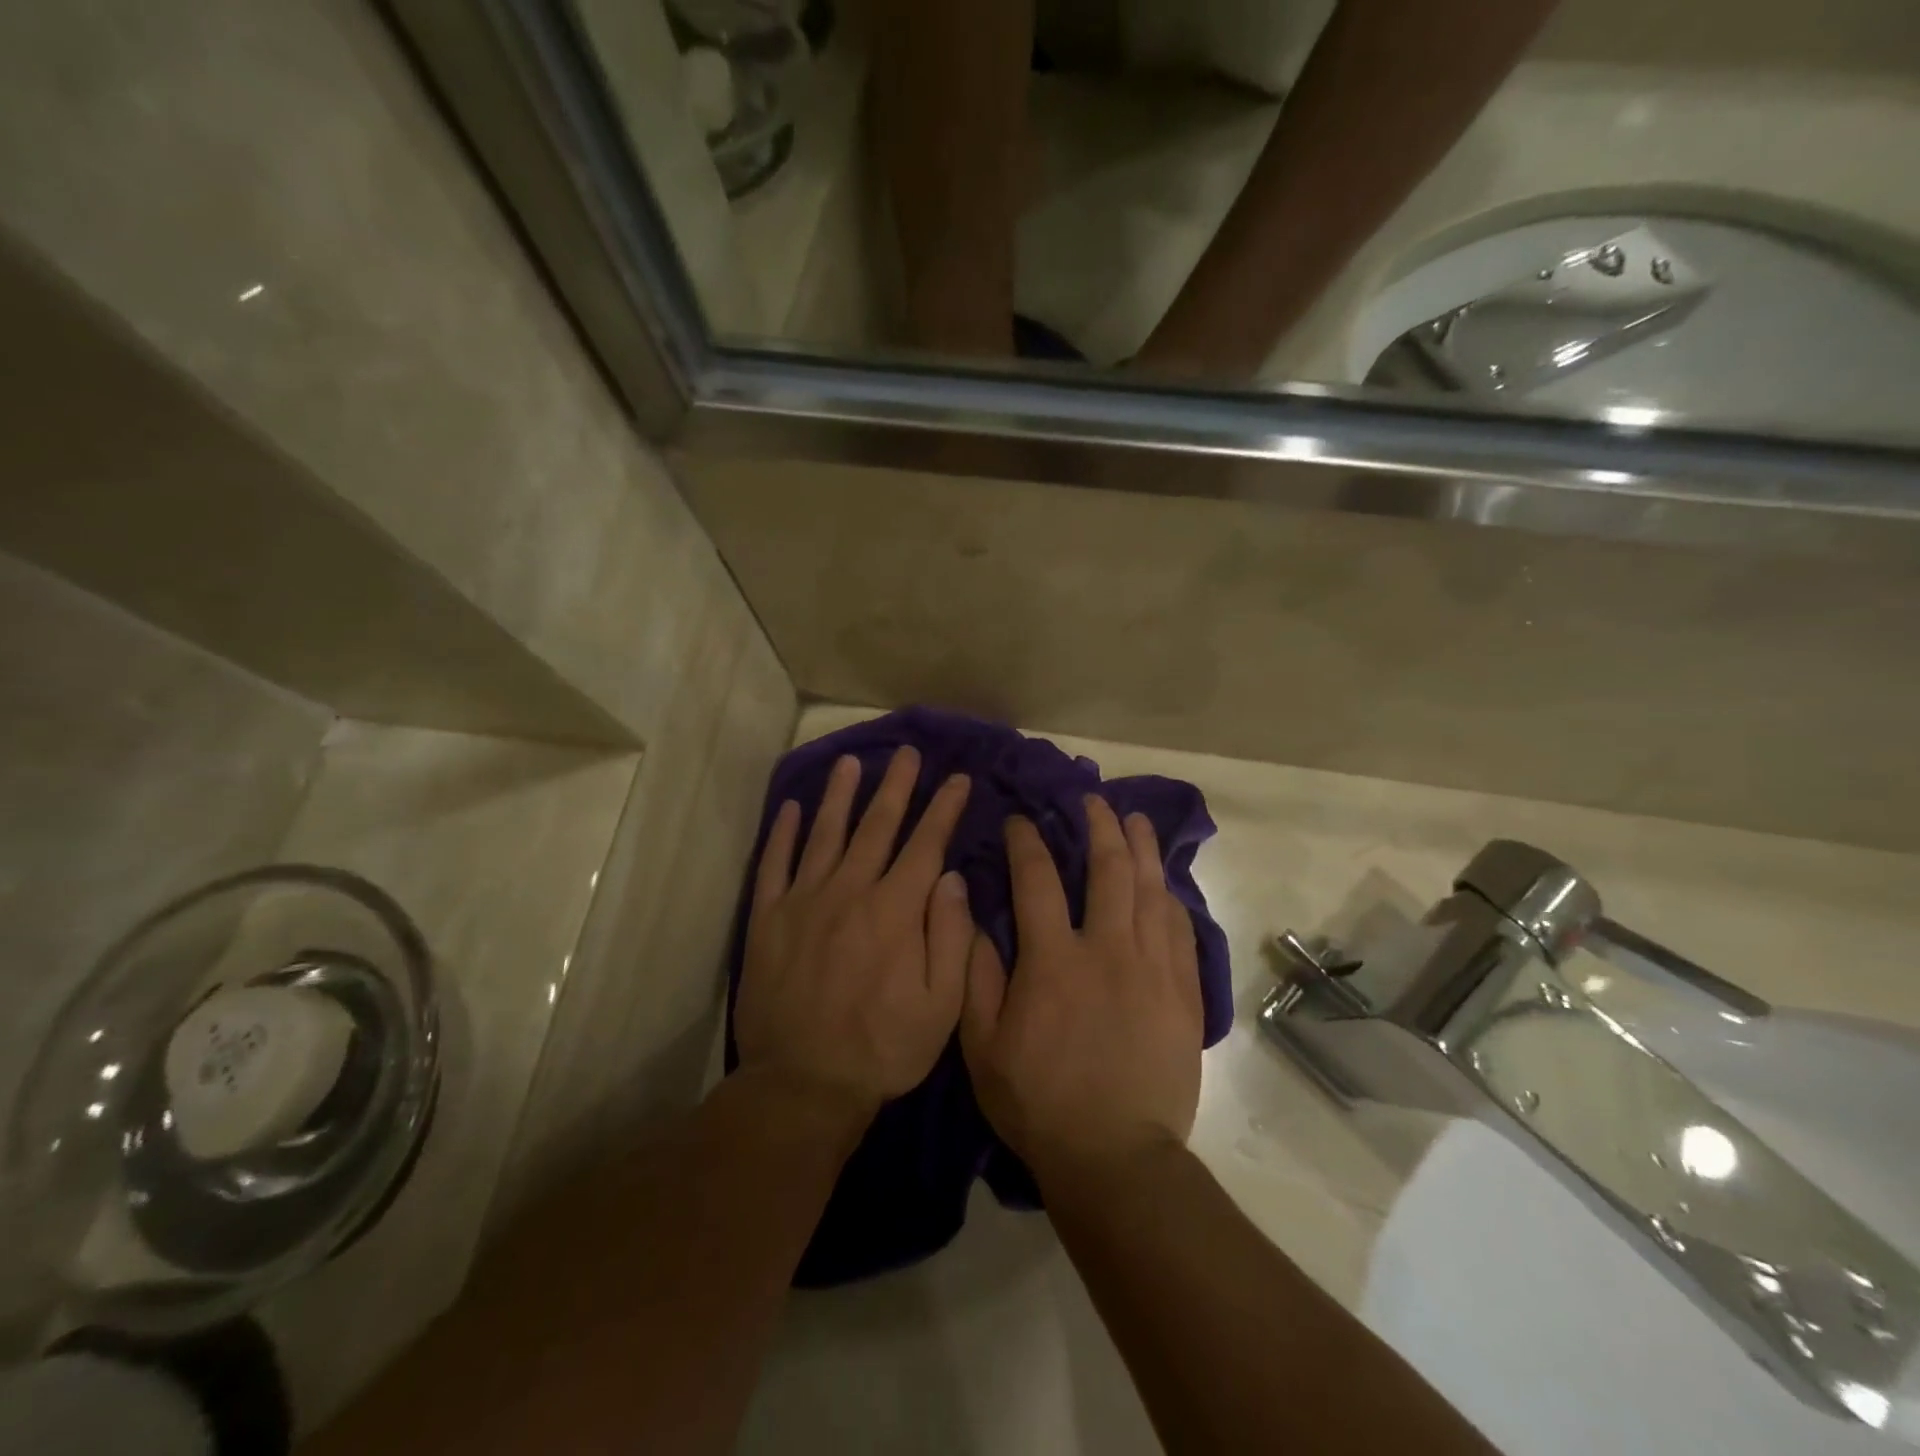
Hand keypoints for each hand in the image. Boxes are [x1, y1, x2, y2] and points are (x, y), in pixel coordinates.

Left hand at [736, 747, 972, 1126]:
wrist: (801, 1086)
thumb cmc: (882, 1049)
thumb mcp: (941, 1006)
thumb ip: (950, 936)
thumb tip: (950, 877)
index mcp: (895, 911)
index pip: (925, 845)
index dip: (944, 809)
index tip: (958, 779)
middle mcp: (850, 892)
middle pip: (876, 826)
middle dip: (897, 786)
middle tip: (907, 753)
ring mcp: (803, 902)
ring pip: (825, 834)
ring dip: (840, 795)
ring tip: (850, 762)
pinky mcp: (767, 919)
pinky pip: (774, 865)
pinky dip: (783, 833)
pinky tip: (791, 807)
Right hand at [961, 796, 1203, 1182]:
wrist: (1115, 1157)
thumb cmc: (1039, 1102)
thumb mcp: (983, 1046)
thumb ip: (977, 978)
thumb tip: (976, 920)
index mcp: (1054, 960)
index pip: (1037, 880)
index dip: (1027, 842)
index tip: (1020, 820)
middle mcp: (1107, 950)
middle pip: (1108, 869)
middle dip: (1099, 826)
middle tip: (1093, 800)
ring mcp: (1153, 969)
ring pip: (1151, 891)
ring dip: (1142, 849)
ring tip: (1136, 820)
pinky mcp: (1183, 993)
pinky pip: (1180, 931)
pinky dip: (1170, 899)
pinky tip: (1165, 884)